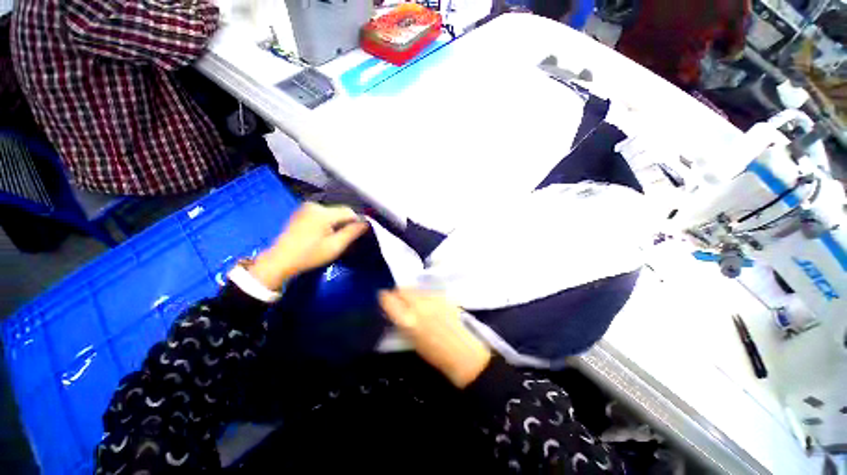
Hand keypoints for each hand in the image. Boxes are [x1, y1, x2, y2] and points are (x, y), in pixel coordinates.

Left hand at [249, 202, 368, 290]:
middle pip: (341, 211)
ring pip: (332, 213)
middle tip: (346, 240)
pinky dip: (328, 222)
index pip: (350, 212)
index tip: (357, 236)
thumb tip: (366, 223)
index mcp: (323, 213)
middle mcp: (315, 205)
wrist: (280, 261)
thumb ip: (353, 232)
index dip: (357, 222)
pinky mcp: (302, 212)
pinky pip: (323, 214)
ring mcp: (306, 207)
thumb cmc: (310, 255)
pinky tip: (324, 234)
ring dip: (337, 223)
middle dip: (346, 224)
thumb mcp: (335, 246)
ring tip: (335, 238)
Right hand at [379, 290, 491, 388]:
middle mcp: (419, 305)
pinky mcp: (444, 296)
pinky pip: (428, 291)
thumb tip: (395, 310)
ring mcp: (433, 299)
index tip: (384, 298)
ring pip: (416, 288)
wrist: (464, 353)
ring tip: (415, 301)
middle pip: (403, 289)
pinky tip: (428, 303)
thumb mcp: (411, 340)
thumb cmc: (435, 354)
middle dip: (398, 292)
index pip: (389, 300)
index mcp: (407, 320)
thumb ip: (402, 322)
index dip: (385, 297)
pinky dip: (424, 294)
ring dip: (412, 293)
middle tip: (399, 299)